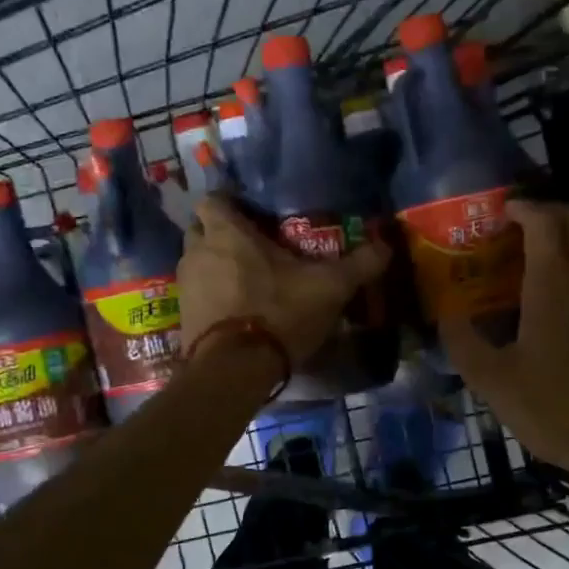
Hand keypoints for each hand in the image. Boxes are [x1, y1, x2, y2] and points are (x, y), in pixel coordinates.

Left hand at [178, 194, 390, 367]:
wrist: (234, 369)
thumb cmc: (278, 312)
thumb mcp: (329, 287)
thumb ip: (359, 264)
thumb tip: (386, 245)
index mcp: (226, 233)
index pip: (213, 199)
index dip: (231, 202)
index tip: (253, 213)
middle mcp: (197, 252)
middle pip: (201, 229)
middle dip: (221, 234)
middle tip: (253, 246)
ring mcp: (185, 286)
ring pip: (197, 262)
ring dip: (216, 266)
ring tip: (247, 280)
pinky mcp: (183, 317)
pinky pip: (196, 294)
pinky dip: (212, 296)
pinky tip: (236, 310)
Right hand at [441, 200, 568, 478]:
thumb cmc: (555, 410)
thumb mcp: (493, 382)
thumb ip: (463, 343)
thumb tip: (446, 316)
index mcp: (555, 284)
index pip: (546, 221)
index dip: (525, 208)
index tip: (505, 211)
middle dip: (555, 213)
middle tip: (528, 227)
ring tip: (553, 256)